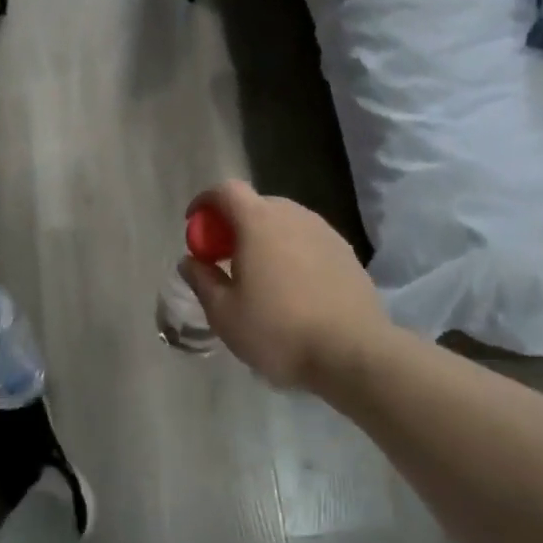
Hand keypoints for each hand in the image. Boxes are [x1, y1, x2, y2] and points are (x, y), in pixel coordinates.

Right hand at [179, 181, 388, 391]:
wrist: (352, 353)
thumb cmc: (278, 330)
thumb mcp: (224, 313)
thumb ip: (202, 280)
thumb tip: (190, 260)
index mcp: (259, 222)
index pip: (226, 190)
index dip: (205, 201)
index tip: (194, 224)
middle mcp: (293, 216)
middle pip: (256, 205)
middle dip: (234, 223)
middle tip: (224, 256)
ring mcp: (325, 232)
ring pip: (285, 223)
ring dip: (265, 238)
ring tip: (259, 274)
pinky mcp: (347, 253)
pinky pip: (308, 241)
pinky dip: (292, 252)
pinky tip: (292, 288)